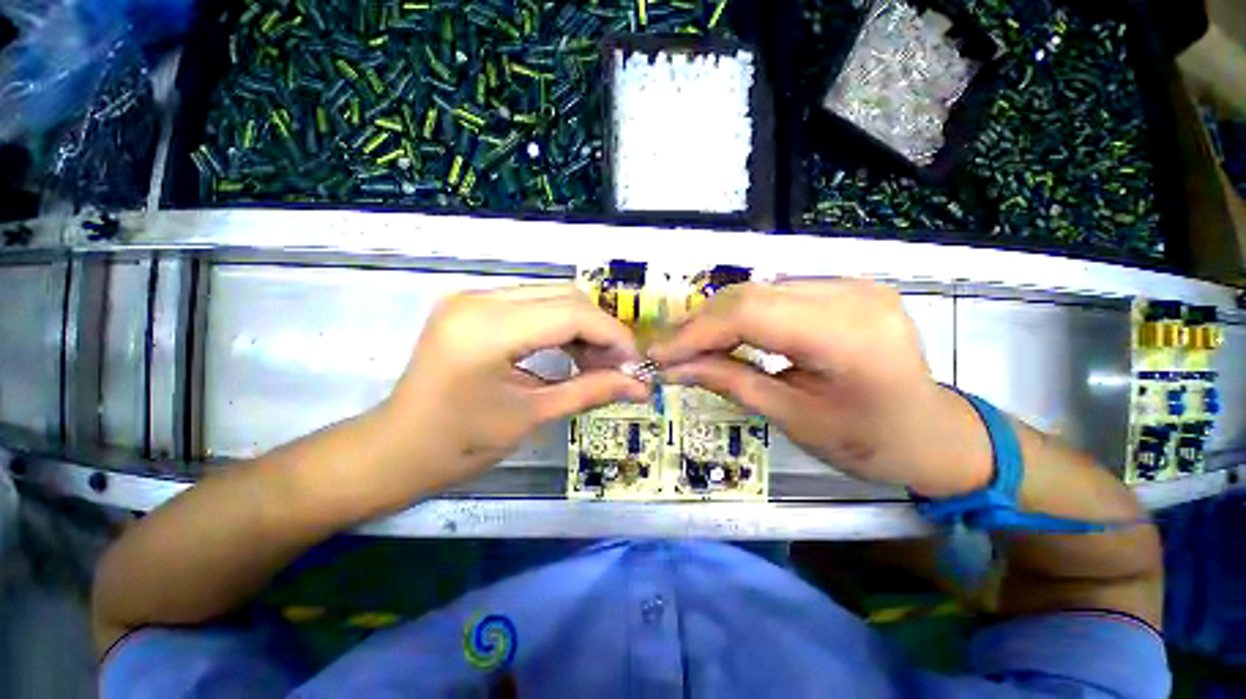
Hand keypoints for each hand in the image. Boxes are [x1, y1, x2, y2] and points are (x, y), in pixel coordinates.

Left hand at [379, 283, 649, 495]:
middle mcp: (480, 299)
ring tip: (597, 361)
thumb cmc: (459, 443)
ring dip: (582, 326)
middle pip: (565, 298)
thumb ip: (590, 391)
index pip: (572, 314)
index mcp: (489, 328)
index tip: (634, 362)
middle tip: (618, 365)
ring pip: (552, 297)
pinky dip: (559, 326)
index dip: (613, 335)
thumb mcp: (532, 416)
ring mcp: (473, 298)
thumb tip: (639, 386)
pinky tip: (570, 351)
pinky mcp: (473, 307)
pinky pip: (532, 305)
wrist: (396, 449)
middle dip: (601, 330)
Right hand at [650, 279, 991, 496]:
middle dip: (700, 323)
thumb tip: (674, 368)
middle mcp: (851, 294)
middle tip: (667, 349)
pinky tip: (724, 334)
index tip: (659, 354)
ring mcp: (851, 284)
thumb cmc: (869, 441)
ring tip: (688, 344)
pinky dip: (742, 314)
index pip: (750, 315)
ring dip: (717, 317)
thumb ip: (731, 383)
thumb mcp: (793, 418)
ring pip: (759, 290)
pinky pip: (776, 294)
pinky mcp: (844, 288)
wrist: (932, 433)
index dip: (696, 332)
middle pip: (750, 295)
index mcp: (848, 336)